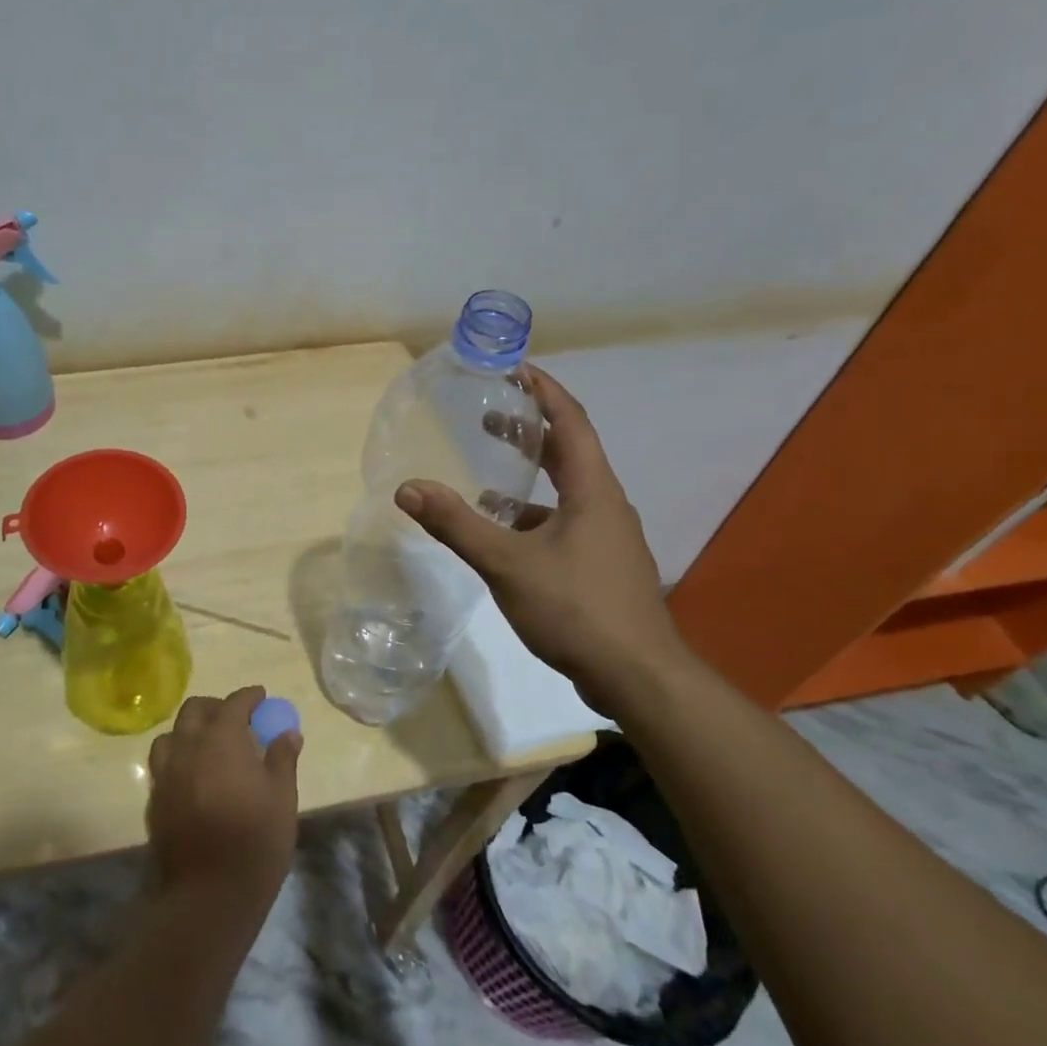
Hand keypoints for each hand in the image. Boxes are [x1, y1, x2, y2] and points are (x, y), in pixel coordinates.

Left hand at [146, 686, 301, 915]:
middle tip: (235, 719)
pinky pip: (163, 765)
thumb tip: (288, 732)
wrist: (208, 896)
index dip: (249, 697)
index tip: (261, 698)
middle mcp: (188, 747)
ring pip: (171, 735)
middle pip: (195, 710)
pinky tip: (193, 776)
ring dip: (190, 731)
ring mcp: (166, 774)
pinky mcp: (155, 800)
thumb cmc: (255, 841)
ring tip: (208, 745)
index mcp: (221, 739)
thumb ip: (282, 758)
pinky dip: (178, 759)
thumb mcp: (282, 797)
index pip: (234, 703)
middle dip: (215, 707)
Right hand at [394, 366, 696, 717]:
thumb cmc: (577, 608)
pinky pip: (564, 523)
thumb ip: (457, 524)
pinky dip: (533, 516)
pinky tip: (505, 535)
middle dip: (530, 428)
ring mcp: (607, 537)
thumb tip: (408, 488)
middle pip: (568, 451)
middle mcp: (605, 504)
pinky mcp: (601, 566)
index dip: (544, 391)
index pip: (570, 422)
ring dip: (530, 475)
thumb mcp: (508, 563)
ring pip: (565, 491)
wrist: (638, 677)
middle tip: (490, 412)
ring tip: (489, 471)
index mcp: (592, 489)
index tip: (516, 367)